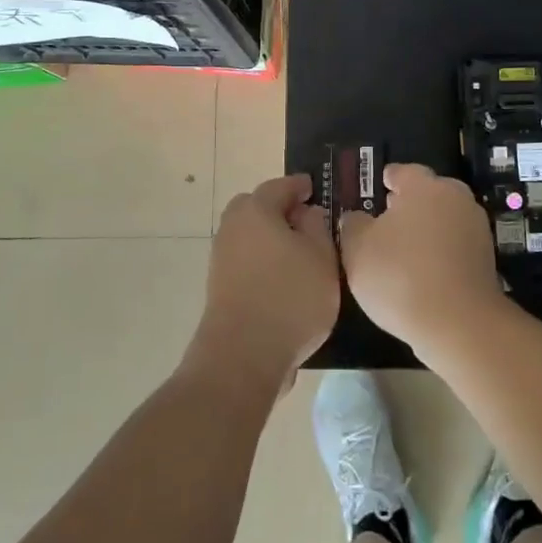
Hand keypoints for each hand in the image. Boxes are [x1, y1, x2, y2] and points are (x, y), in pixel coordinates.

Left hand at [188, 174, 340, 394]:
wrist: (243, 356)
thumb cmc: (290, 297)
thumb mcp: (322, 258)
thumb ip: (317, 228)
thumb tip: (306, 213)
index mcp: (256, 210)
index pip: (280, 186)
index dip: (300, 186)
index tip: (314, 188)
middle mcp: (232, 227)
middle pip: (256, 208)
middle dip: (279, 210)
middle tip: (307, 222)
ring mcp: (221, 258)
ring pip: (249, 235)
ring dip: (270, 238)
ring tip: (300, 255)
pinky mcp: (219, 287)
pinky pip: (246, 260)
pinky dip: (263, 261)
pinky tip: (284, 279)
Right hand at [339, 163, 504, 350]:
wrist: (459, 323)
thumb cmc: (400, 275)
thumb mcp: (357, 249)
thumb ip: (353, 224)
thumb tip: (356, 217)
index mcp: (424, 186)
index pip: (402, 172)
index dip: (386, 180)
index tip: (377, 189)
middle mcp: (455, 197)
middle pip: (428, 193)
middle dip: (409, 204)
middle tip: (386, 221)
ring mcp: (476, 228)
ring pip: (444, 219)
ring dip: (427, 229)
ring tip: (403, 251)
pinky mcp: (486, 258)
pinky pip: (455, 245)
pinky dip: (441, 252)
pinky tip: (424, 273)